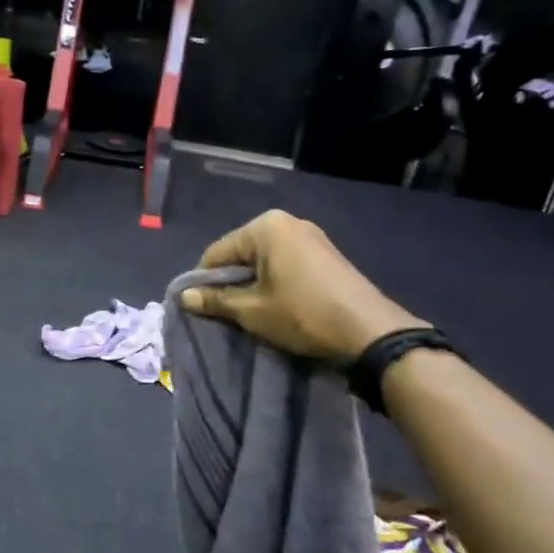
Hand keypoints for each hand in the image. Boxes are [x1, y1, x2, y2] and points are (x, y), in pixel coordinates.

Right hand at [180, 211, 423, 364]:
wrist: (369, 331)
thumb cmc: (303, 315)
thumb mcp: (252, 311)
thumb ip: (215, 300)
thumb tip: (184, 296)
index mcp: (265, 227)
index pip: (216, 252)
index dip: (203, 282)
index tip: (200, 309)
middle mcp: (287, 221)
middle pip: (241, 252)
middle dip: (230, 281)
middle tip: (227, 313)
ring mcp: (310, 235)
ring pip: (263, 259)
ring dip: (252, 283)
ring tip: (252, 312)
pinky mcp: (325, 253)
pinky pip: (285, 262)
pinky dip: (274, 281)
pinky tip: (277, 305)